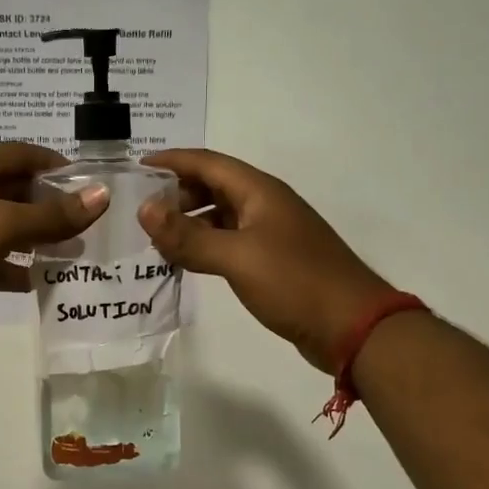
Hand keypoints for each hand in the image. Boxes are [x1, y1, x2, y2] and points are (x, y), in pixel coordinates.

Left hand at [0, 144, 108, 339]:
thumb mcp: (2, 225)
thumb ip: (53, 214)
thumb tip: (101, 195)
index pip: (24, 154)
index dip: (59, 166)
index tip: (91, 184)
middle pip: (15, 190)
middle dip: (50, 206)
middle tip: (87, 225)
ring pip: (2, 226)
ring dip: (34, 239)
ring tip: (71, 254)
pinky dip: (10, 266)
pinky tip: (36, 283)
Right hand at [138, 149, 389, 372]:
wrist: (353, 327)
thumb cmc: (295, 282)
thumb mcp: (237, 257)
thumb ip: (189, 235)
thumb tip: (144, 209)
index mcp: (259, 191)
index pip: (207, 162)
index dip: (172, 161)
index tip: (136, 168)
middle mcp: (264, 205)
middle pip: (213, 186)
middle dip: (177, 193)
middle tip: (141, 211)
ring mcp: (270, 234)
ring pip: (220, 216)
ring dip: (189, 222)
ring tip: (155, 238)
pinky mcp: (272, 261)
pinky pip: (229, 243)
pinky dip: (204, 246)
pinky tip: (186, 262)